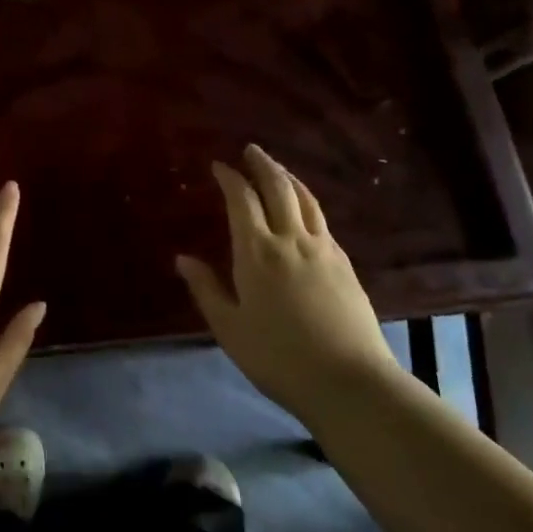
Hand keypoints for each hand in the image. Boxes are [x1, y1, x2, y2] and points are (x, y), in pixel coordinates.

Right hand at [176, 144, 396, 419]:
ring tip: (278, 169)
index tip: (219, 165)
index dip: (230, 178)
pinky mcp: (345, 264)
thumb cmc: (278, 357)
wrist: (350, 381)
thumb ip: (206, 289)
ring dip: (288, 178)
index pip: (242, 200)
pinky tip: (305, 212)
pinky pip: (322, 220)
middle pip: (278, 188)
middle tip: (251, 150)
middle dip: (262, 164)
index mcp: (257, 252)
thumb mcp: (230, 329)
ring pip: (306, 199)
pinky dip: (308, 203)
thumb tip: (182, 259)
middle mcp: (291, 239)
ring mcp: (323, 249)